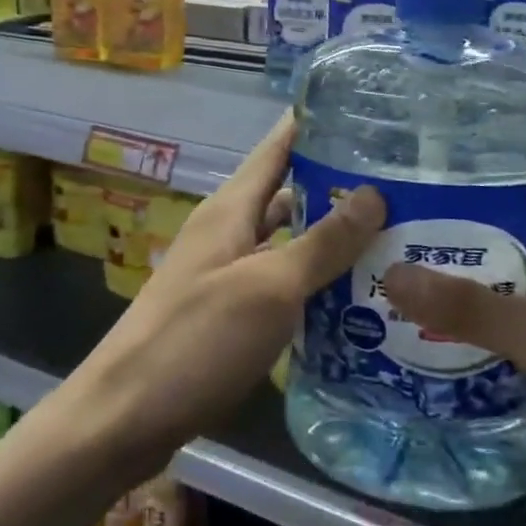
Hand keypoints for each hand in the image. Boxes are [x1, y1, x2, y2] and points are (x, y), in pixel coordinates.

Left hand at [70, 112, 384, 474]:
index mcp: (230, 209)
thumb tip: (374, 194)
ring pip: (284, 242)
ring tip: (390, 239)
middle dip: (335, 186)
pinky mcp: (226, 314)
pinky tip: (351, 300)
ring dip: (328, 240)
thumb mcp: (269, 287)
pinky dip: (311, 284)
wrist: (126, 414)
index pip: (276, 149)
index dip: (311, 126)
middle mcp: (226, 232)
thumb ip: (321, 243)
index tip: (361, 110)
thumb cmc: (197, 338)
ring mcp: (223, 274)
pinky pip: (277, 284)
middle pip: (285, 194)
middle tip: (399, 185)